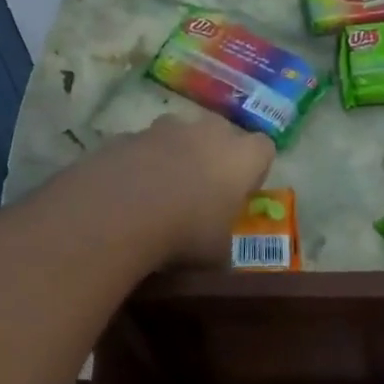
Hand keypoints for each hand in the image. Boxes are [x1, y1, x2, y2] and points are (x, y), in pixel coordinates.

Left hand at [81, 112, 274, 267]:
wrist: (119, 212)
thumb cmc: (185, 234)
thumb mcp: (217, 255)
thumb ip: (223, 244)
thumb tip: (219, 253)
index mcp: (242, 157)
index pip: (264, 149)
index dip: (254, 170)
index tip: (241, 193)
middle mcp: (208, 131)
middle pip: (221, 132)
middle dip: (215, 154)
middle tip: (203, 189)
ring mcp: (164, 128)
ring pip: (179, 134)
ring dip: (175, 154)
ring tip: (161, 190)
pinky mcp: (128, 135)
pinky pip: (142, 146)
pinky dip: (140, 162)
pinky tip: (129, 191)